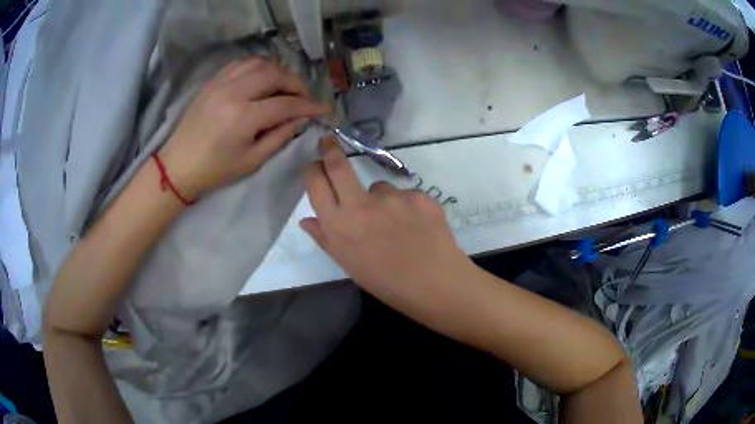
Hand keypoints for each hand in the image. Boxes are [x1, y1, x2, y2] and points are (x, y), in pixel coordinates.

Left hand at [159, 57, 326, 198]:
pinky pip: (241, 63)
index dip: (308, 105)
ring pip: (259, 63)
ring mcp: (221, 83)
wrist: (179, 165)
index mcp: (243, 117)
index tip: (323, 108)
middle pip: (275, 75)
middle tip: (303, 97)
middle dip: (296, 83)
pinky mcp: (213, 81)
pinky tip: (264, 78)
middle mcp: (233, 92)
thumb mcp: (252, 160)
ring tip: (285, 86)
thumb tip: (301, 118)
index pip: (285, 104)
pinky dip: (259, 66)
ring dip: (278, 71)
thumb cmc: (215, 170)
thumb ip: (280, 136)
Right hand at [301, 137, 475, 311]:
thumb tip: (306, 219)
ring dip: (381, 199)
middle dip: (330, 149)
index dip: (313, 170)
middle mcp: (360, 205)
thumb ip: (325, 239)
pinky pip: (405, 196)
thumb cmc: (387, 283)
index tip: (314, 163)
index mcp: (339, 226)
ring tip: (397, 226)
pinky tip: (417, 227)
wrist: (435, 284)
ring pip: (378, 187)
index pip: (316, 185)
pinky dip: (407, 207)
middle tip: (328, 141)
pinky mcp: (417, 195)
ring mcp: (392, 197)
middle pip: (339, 166)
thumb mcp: (349, 264)